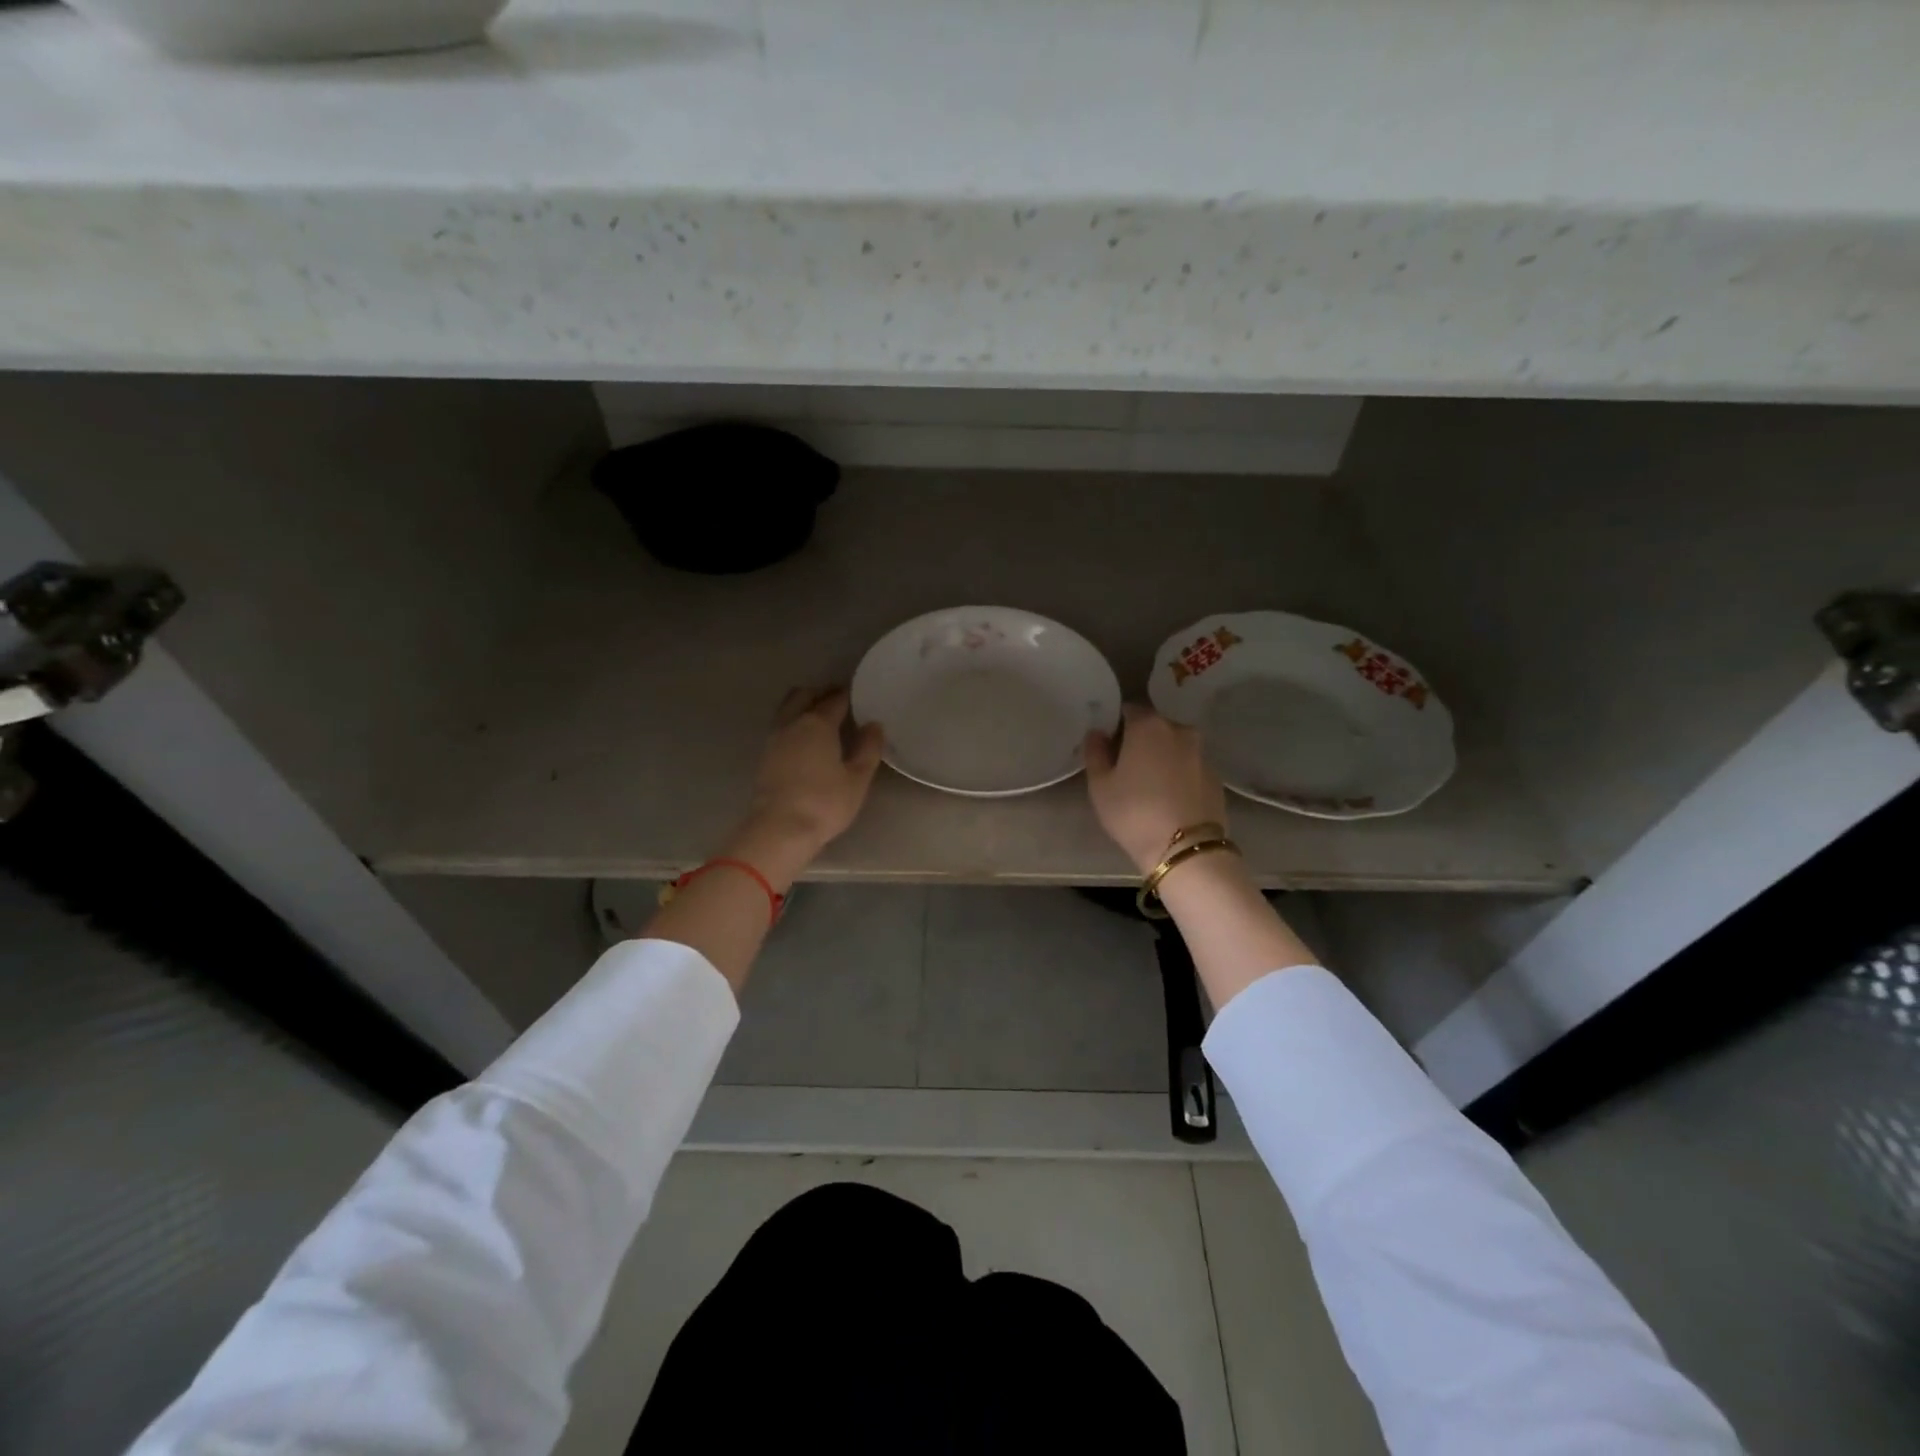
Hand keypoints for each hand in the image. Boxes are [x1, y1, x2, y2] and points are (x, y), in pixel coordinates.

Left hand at [732, 687, 885, 882]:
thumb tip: (874, 725)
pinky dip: (793, 723)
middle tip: (838, 699)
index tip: (858, 695)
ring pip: (788, 709)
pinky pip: (781, 726)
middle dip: (821, 693)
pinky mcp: (765, 756)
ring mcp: (774, 739)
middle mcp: (793, 724)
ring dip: (803, 706)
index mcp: (818, 724)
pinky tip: (804, 739)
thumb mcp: (857, 779)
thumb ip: (868, 749)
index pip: (835, 700)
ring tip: (820, 716)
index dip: (847, 695)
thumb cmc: (824, 803)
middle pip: (804, 696)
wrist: (779, 829)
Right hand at [1084, 704, 1227, 873]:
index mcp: (1148, 726)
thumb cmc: (1134, 812)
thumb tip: (1097, 733)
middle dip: (1140, 740)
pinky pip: (1190, 766)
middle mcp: (1179, 730)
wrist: (1185, 849)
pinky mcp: (1216, 777)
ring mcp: (1202, 753)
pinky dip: (1179, 774)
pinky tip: (1170, 797)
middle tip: (1126, 766)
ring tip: (1149, 783)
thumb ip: (1095, 753)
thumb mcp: (1100, 786)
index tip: (1108, 744)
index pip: (1129, 710)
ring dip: (1162, 757)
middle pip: (1155, 726)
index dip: (1116, 724)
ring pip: (1175, 746)